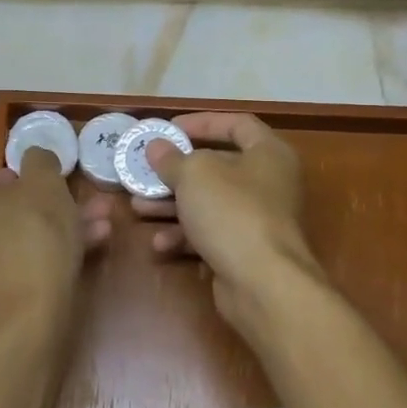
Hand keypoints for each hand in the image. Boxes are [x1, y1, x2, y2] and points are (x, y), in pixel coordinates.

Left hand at [0, 147, 112, 344]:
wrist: (24, 321)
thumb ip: (39, 161)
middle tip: (76, 208)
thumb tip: (34, 158)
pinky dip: (35, 259)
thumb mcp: (45, 184)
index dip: (17, 179)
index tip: (44, 188)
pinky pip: (4, 267)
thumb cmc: (30, 237)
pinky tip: (80, 256)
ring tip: (95, 230)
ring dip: (48, 233)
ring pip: (7, 239)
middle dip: (43, 208)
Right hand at [136, 113, 318, 332]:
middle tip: (144, 172)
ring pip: (207, 203)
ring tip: (138, 207)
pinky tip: (159, 243)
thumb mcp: (194, 175)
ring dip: (171, 205)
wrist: (263, 285)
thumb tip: (155, 147)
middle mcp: (267, 183)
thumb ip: (171, 158)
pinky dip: (184, 236)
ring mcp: (256, 220)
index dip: (202, 122)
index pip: (237, 124)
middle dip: (175, 171)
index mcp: (268, 154)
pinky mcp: (244, 251)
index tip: (169, 129)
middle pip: (216, 167)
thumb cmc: (232, 212)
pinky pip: (209, 235)